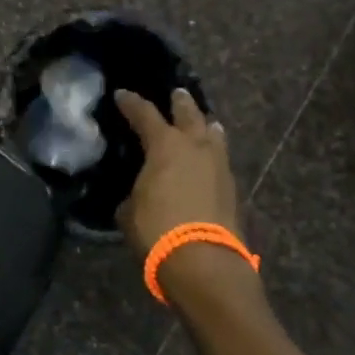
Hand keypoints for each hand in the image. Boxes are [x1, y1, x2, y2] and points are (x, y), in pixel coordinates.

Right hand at [114, 88, 242, 253]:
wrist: (203, 261)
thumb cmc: (157, 229)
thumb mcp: (129, 211)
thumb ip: (133, 194)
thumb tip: (136, 195)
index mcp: (164, 145)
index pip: (144, 114)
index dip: (131, 103)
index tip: (122, 94)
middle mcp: (195, 146)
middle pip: (189, 113)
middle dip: (180, 102)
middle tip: (176, 93)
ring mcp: (218, 165)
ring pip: (213, 134)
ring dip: (205, 125)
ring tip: (203, 123)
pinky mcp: (232, 187)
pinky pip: (220, 159)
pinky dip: (212, 155)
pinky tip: (208, 160)